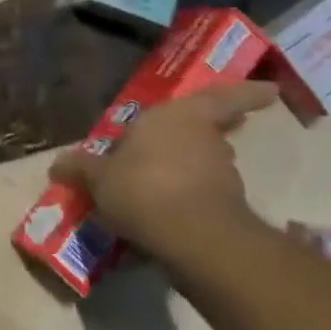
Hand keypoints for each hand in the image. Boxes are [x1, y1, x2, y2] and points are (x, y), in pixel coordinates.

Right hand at [46, 81, 277, 266]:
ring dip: (190, 172)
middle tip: (172, 146)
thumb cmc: (142, 187)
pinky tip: (165, 213)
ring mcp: (223, 176)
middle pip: (210, 133)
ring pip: (207, 166)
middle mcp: (206, 140)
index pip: (221, 97)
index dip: (247, 93)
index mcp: (177, 117)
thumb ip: (81, 168)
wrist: (194, 240)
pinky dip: (190, 200)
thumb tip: (58, 164)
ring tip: (159, 186)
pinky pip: (204, 197)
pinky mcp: (229, 210)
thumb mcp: (98, 177)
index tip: (272, 89)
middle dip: (198, 139)